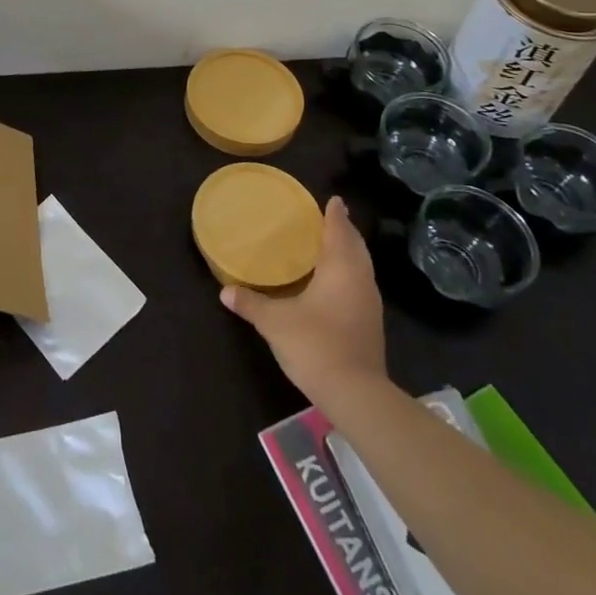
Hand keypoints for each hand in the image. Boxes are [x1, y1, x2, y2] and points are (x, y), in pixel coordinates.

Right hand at [220, 196, 387, 398]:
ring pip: (361, 267)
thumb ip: (251, 303)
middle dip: (344, 231)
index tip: (334, 199)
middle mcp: (360, 280)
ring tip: (331, 246)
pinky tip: (334, 283)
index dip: (336, 214)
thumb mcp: (275, 322)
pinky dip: (349, 274)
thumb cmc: (316, 344)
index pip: (339, 231)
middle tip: (330, 218)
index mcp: (340, 268)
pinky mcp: (370, 325)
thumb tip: (225, 291)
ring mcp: (369, 304)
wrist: (356, 395)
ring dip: (349, 253)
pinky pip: (360, 285)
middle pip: (355, 247)